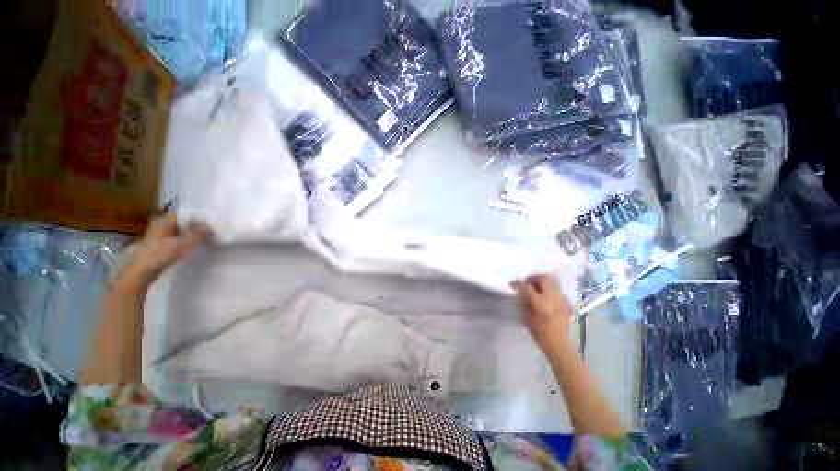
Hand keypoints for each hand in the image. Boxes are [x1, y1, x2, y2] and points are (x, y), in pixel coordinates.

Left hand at [117, 213, 210, 293]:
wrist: (139, 273)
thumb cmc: (159, 255)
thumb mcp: (181, 244)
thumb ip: (197, 234)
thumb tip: (210, 225)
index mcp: (164, 220)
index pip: (183, 212)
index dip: (196, 214)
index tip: (210, 217)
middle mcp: (160, 224)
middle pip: (181, 220)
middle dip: (194, 223)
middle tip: (210, 226)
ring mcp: (158, 235)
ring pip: (178, 229)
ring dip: (190, 231)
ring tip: (204, 235)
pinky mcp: (159, 245)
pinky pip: (175, 237)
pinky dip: (184, 238)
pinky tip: (192, 244)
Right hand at [516, 274, 574, 352]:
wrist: (562, 348)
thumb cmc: (542, 335)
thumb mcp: (528, 319)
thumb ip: (524, 302)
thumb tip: (520, 291)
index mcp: (541, 302)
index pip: (527, 286)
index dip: (519, 284)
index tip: (513, 284)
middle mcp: (554, 297)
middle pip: (544, 278)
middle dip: (533, 278)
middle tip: (527, 284)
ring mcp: (563, 299)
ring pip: (553, 281)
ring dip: (542, 282)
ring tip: (536, 289)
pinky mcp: (568, 303)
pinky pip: (557, 290)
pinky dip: (550, 290)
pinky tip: (546, 298)